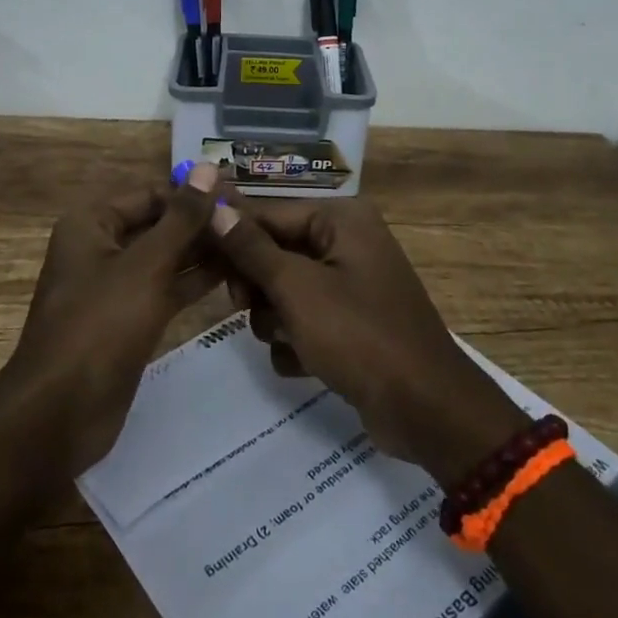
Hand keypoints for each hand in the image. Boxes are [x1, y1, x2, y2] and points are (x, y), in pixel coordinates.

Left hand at [5, 163, 222, 474]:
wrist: (61, 413)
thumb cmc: (100, 325)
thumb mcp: (146, 265)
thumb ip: (182, 218)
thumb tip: (207, 167)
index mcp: (92, 224)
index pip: (151, 194)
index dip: (193, 195)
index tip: (239, 197)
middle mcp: (101, 248)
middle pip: (159, 225)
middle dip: (201, 225)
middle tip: (253, 223)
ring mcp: (114, 287)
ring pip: (165, 259)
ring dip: (203, 253)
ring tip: (252, 246)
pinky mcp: (128, 321)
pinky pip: (165, 290)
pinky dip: (194, 282)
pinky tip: (233, 275)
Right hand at [210, 198, 525, 485]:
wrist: (425, 409)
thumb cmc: (359, 335)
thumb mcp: (298, 290)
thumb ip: (252, 249)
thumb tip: (214, 208)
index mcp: (341, 220)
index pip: (269, 213)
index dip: (230, 233)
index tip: (192, 253)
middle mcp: (347, 243)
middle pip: (275, 252)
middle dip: (258, 286)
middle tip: (243, 307)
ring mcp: (350, 285)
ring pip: (285, 290)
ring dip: (275, 319)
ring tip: (286, 340)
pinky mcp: (351, 324)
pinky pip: (304, 320)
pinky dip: (297, 342)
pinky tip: (305, 363)